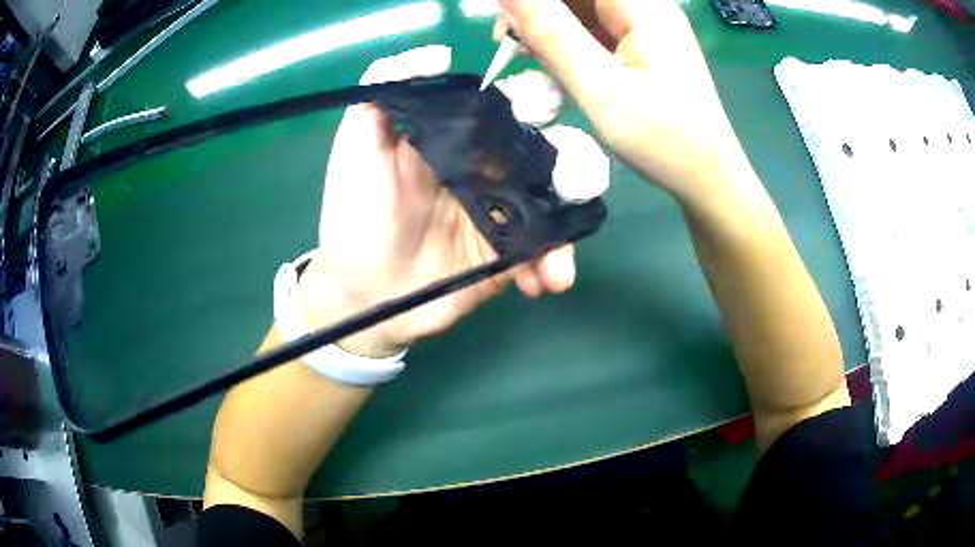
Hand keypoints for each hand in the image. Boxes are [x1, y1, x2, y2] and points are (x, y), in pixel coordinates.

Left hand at [297, 46, 575, 357]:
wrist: (361, 294)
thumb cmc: (355, 214)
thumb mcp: (358, 144)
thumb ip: (388, 89)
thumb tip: (441, 53)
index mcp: (459, 139)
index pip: (508, 107)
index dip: (534, 100)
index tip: (547, 103)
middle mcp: (487, 171)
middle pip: (545, 153)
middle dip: (572, 163)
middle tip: (576, 181)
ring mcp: (501, 215)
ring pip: (555, 204)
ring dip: (569, 223)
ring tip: (561, 255)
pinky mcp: (506, 257)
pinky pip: (543, 253)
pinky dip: (552, 265)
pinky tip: (545, 281)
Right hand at [498, 0, 754, 203]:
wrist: (708, 178)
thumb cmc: (663, 139)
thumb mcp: (600, 87)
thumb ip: (551, 34)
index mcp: (642, 6)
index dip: (534, 1)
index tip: (505, 27)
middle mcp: (646, 6)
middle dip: (538, 12)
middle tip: (509, 46)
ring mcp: (646, 25)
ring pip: (581, 9)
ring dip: (550, 27)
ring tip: (530, 57)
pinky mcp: (643, 44)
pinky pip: (595, 27)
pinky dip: (569, 41)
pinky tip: (556, 63)